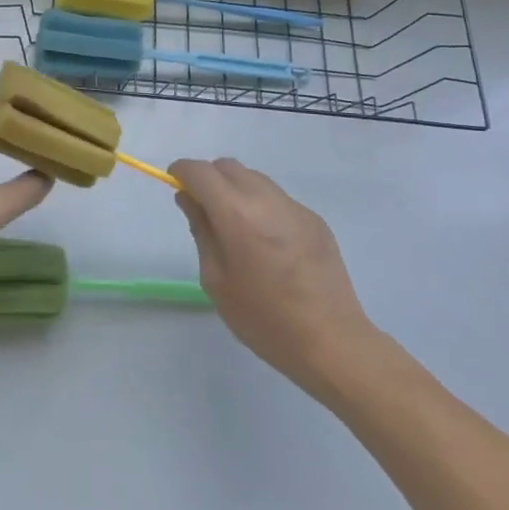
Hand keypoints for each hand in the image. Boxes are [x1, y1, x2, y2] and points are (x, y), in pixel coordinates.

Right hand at [170, 158, 378, 398]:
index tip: (176, 186)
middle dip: (209, 179)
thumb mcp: (216, 280)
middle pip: (228, 167)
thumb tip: (189, 199)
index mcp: (237, 214)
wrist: (332, 342)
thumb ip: (201, 231)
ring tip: (239, 230)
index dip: (182, 172)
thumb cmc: (264, 319)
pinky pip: (278, 199)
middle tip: (206, 213)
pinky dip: (263, 207)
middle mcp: (266, 199)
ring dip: (237, 190)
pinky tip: (269, 245)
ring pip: (255, 179)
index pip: (200, 171)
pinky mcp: (315, 220)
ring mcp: (295, 207)